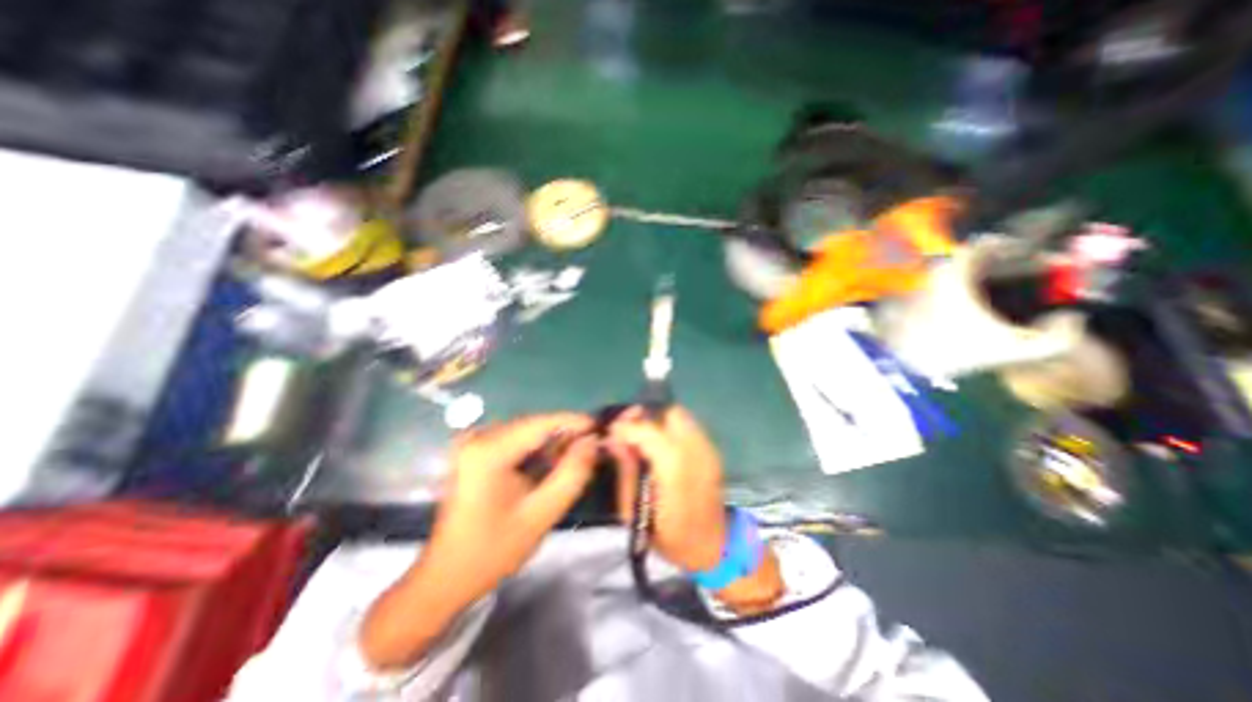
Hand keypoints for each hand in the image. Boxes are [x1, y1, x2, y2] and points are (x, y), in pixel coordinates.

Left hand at [422, 410, 598, 608]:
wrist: (445, 577)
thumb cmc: (493, 551)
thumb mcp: (541, 514)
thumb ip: (572, 474)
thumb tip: (593, 442)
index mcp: (489, 451)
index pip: (541, 423)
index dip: (574, 421)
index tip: (600, 427)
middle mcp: (478, 438)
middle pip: (533, 425)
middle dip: (564, 433)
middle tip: (592, 446)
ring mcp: (473, 443)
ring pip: (526, 431)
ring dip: (552, 442)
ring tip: (576, 456)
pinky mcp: (474, 452)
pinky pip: (514, 440)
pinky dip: (535, 449)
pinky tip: (550, 463)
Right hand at [610, 406, 778, 613]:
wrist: (713, 547)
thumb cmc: (669, 536)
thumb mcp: (636, 511)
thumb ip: (626, 470)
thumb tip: (613, 439)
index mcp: (675, 472)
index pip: (649, 431)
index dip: (627, 427)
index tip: (612, 432)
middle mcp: (696, 453)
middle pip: (670, 413)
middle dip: (646, 417)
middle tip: (630, 431)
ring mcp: (708, 450)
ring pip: (680, 415)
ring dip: (659, 420)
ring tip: (644, 437)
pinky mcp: (713, 451)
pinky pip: (688, 426)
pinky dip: (671, 427)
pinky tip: (662, 445)